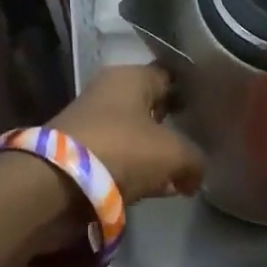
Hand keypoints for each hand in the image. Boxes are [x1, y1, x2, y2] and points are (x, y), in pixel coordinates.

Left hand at [51, 65, 205, 205]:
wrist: (56, 183)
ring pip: (135, 136)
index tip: (211, 112)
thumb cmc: (121, 150)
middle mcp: (109, 92)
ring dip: (154, 155)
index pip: (170, 77)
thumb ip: (195, 160)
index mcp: (131, 76)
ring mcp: (92, 124)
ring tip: (180, 177)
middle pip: (152, 107)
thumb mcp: (173, 154)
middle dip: (173, 128)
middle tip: (199, 146)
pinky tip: (155, 190)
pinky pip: (119, 160)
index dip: (191, 93)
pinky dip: (135, 173)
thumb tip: (195, 175)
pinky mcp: (80, 155)